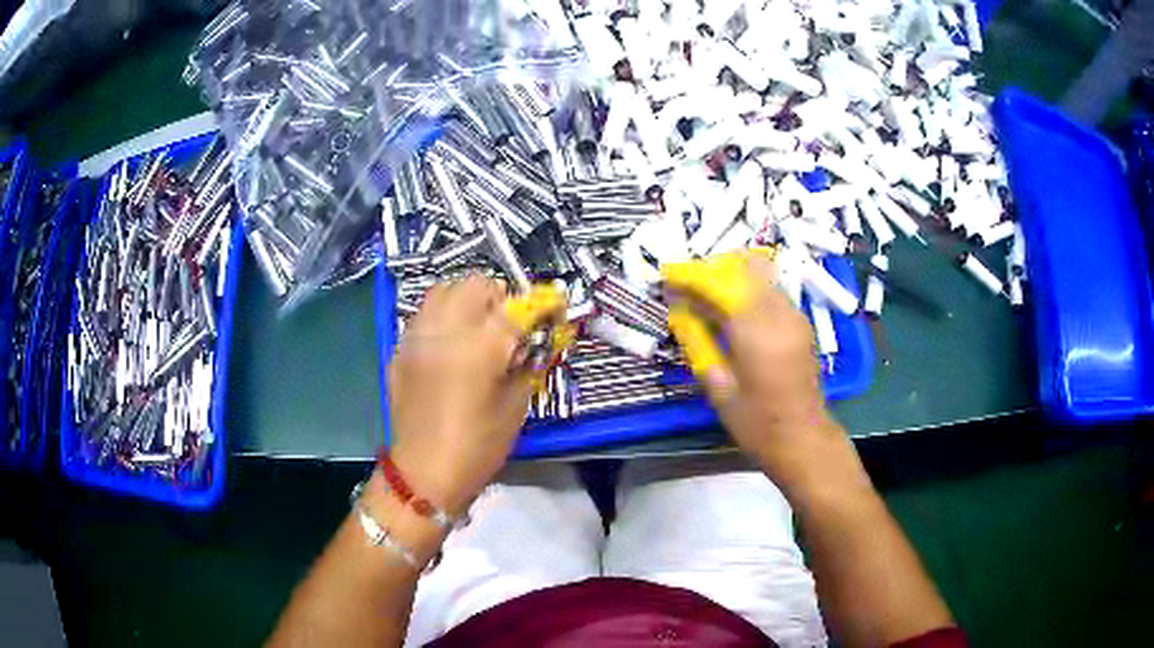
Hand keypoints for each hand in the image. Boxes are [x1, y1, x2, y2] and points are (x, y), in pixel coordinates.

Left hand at [387, 275, 537, 514]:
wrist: (425, 472)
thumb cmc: (478, 445)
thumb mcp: (515, 406)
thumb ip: (526, 365)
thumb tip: (532, 343)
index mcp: (480, 346)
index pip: (514, 307)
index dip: (534, 309)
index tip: (543, 316)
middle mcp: (445, 330)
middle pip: (473, 285)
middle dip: (495, 296)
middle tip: (505, 322)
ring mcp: (417, 337)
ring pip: (442, 291)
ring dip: (464, 299)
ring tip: (474, 325)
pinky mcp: (400, 349)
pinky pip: (423, 316)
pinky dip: (440, 317)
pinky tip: (447, 343)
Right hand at [669, 255, 843, 488]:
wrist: (802, 438)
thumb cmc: (756, 423)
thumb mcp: (719, 389)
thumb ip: (701, 344)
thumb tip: (681, 312)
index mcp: (756, 334)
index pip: (720, 286)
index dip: (692, 277)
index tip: (668, 276)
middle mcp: (779, 315)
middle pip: (744, 270)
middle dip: (713, 270)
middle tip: (688, 284)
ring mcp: (795, 316)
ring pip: (761, 275)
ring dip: (732, 276)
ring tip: (708, 293)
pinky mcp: (801, 322)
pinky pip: (772, 290)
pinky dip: (749, 288)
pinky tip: (734, 307)